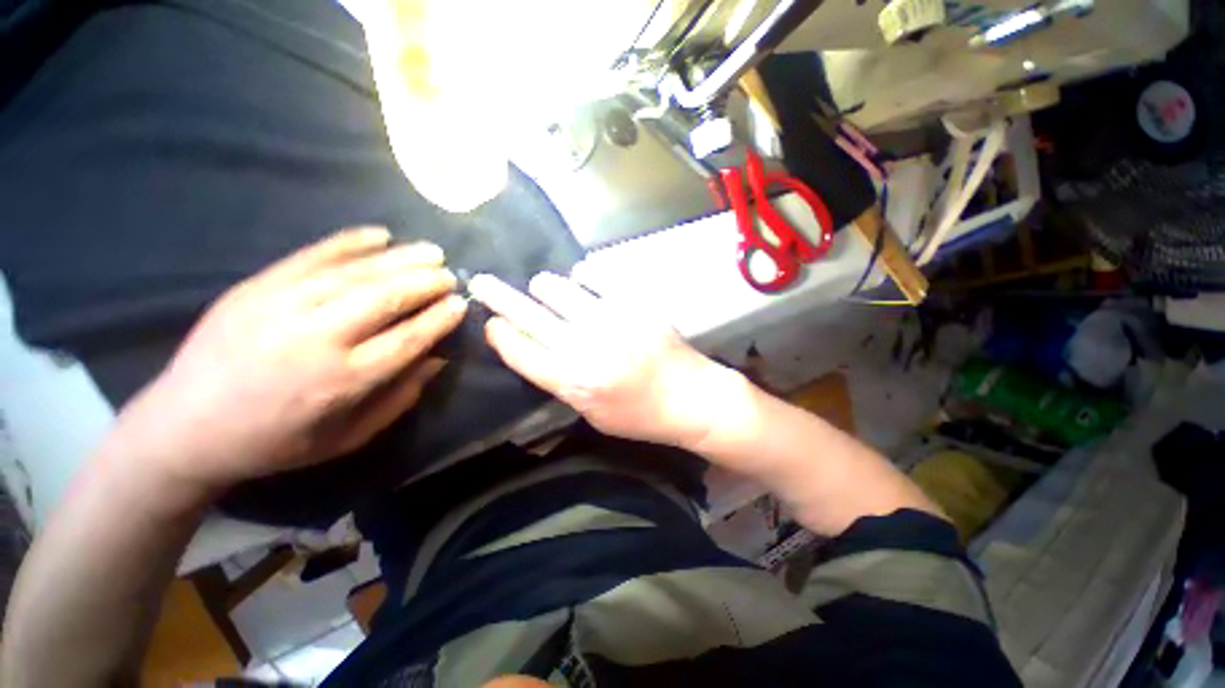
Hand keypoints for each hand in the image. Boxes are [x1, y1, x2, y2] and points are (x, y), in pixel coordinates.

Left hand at [115, 227, 466, 494]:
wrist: (184, 427)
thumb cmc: (276, 442)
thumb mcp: (348, 437)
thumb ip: (399, 398)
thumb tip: (437, 359)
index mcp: (341, 381)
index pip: (407, 339)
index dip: (439, 319)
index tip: (460, 304)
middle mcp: (316, 338)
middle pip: (386, 299)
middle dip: (426, 283)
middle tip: (451, 275)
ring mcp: (281, 306)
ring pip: (355, 273)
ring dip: (400, 259)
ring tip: (431, 252)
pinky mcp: (255, 287)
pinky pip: (311, 256)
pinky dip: (349, 242)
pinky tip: (380, 234)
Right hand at [469, 273, 737, 448]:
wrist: (692, 397)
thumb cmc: (640, 415)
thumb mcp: (592, 414)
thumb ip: (560, 382)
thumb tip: (531, 346)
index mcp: (575, 384)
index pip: (521, 351)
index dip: (499, 334)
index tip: (491, 322)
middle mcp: (587, 348)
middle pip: (530, 315)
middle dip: (499, 297)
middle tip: (482, 282)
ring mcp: (612, 320)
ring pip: (558, 289)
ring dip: (545, 288)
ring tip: (543, 290)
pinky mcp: (634, 302)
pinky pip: (594, 276)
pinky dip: (581, 278)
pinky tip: (581, 282)